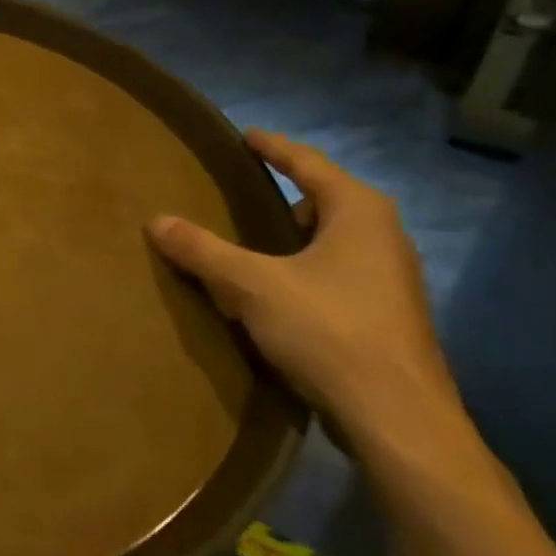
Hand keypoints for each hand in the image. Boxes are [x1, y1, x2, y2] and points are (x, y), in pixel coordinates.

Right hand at [146, 130, 463, 453]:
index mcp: (358, 213)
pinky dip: (304, 270)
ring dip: (293, 239)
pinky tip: (275, 294)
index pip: (309, 163)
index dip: (274, 147)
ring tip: (251, 246)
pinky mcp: (387, 316)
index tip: (246, 135)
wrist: (398, 420)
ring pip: (332, 241)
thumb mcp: (252, 285)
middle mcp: (383, 237)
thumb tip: (156, 221)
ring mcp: (391, 279)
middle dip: (285, 196)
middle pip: (325, 201)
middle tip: (242, 195)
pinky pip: (336, 274)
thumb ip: (203, 250)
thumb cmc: (329, 331)